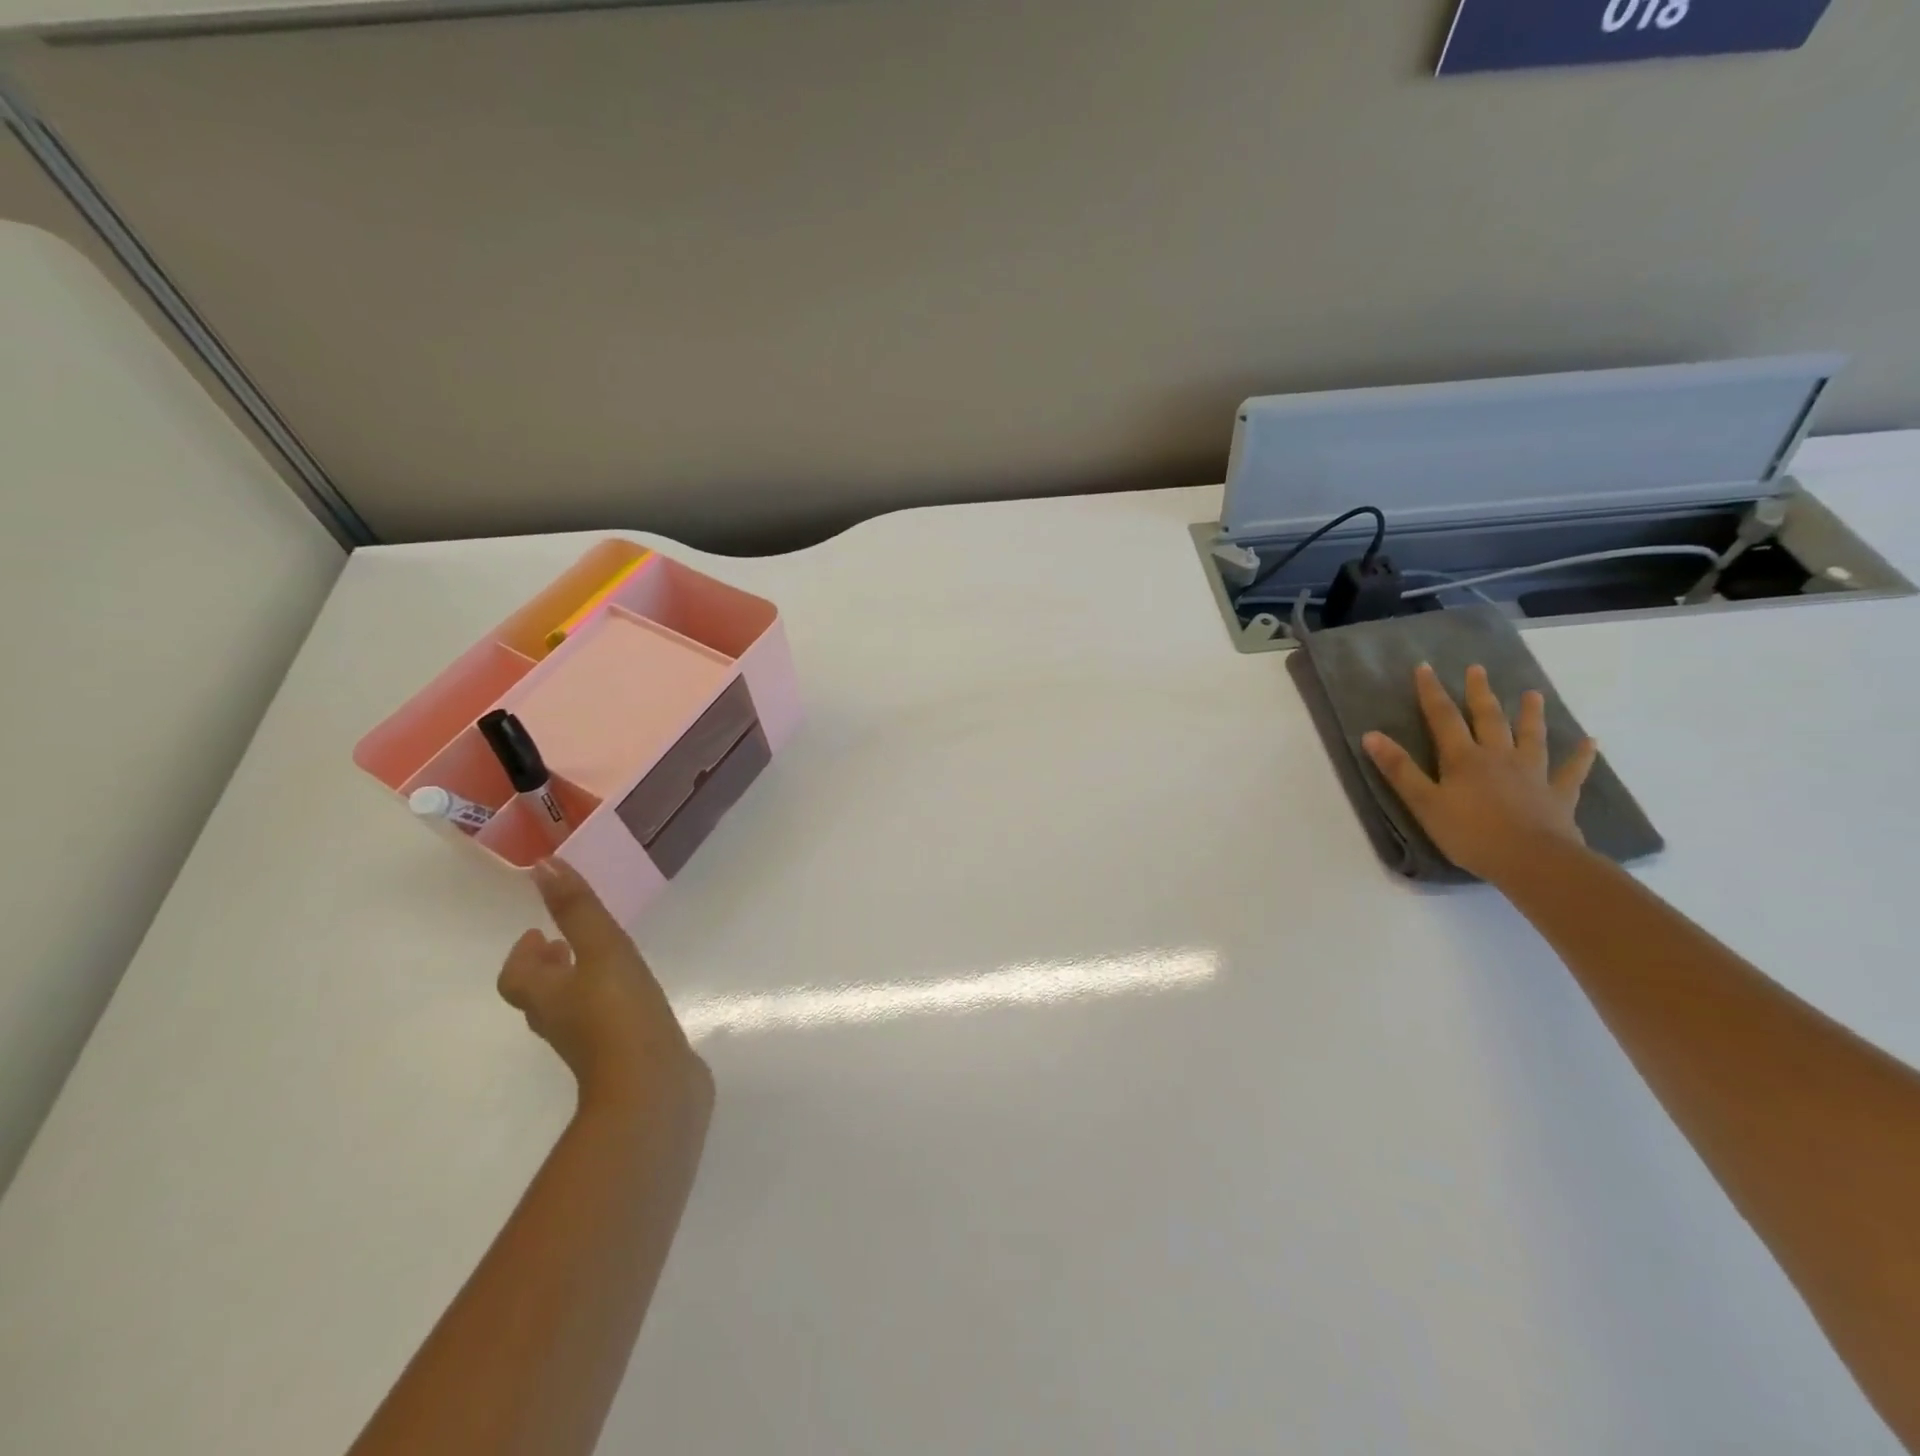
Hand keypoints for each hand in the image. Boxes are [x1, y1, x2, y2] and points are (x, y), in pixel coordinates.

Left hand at [498, 858, 712, 1119]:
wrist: (652, 1089)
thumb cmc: (620, 1014)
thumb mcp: (602, 950)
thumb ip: (577, 909)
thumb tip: (543, 864)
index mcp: (548, 997)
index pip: (517, 976)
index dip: (521, 955)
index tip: (537, 933)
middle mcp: (561, 1021)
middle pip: (542, 993)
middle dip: (551, 966)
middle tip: (566, 943)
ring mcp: (592, 1043)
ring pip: (573, 1008)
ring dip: (579, 983)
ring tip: (603, 962)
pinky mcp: (622, 1055)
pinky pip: (606, 1021)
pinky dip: (609, 1002)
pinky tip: (636, 995)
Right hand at [1362, 663, 1599, 883]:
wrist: (1533, 861)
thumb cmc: (1471, 834)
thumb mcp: (1424, 803)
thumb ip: (1399, 769)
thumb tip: (1371, 735)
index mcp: (1464, 758)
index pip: (1443, 718)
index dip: (1432, 692)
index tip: (1425, 668)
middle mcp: (1499, 757)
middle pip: (1489, 718)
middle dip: (1480, 693)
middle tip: (1478, 669)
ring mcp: (1532, 774)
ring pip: (1531, 736)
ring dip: (1530, 714)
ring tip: (1532, 694)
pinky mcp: (1558, 795)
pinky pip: (1571, 771)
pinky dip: (1581, 756)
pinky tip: (1590, 743)